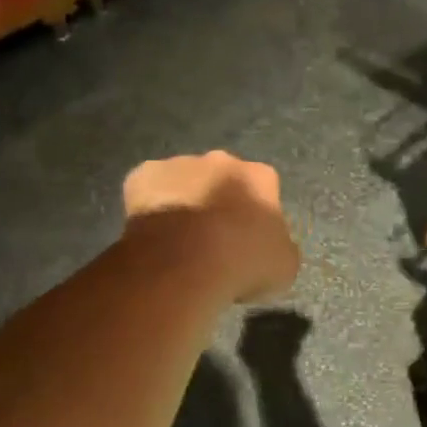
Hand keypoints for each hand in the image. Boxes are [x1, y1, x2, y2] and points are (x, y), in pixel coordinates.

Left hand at [123, 152, 299, 304]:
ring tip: (177, 241)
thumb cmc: (242, 262)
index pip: (264, 189)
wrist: (184, 260)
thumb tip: (268, 246)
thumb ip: (278, 247)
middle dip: (218, 201)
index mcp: (260, 177)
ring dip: (184, 202)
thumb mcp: (283, 266)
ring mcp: (180, 164)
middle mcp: (222, 160)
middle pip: (222, 178)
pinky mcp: (143, 175)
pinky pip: (149, 189)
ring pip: (184, 181)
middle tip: (211, 240)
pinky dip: (150, 206)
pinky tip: (151, 234)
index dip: (255, 216)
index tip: (247, 242)